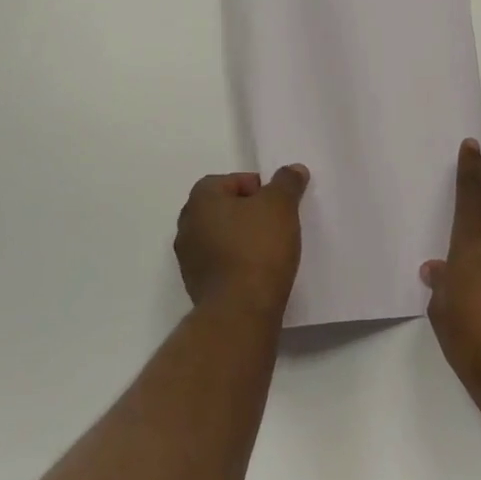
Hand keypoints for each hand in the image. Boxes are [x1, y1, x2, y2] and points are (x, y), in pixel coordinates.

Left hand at [175, 166, 309, 320]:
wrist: (241, 310)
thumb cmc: (258, 247)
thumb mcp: (280, 205)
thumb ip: (287, 182)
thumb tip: (293, 169)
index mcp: (201, 199)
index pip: (229, 180)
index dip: (257, 188)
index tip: (277, 203)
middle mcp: (187, 225)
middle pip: (223, 208)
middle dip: (249, 213)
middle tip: (276, 223)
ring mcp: (188, 258)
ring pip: (221, 237)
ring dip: (242, 239)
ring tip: (271, 249)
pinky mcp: (196, 286)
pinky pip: (220, 263)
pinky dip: (237, 262)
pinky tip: (259, 271)